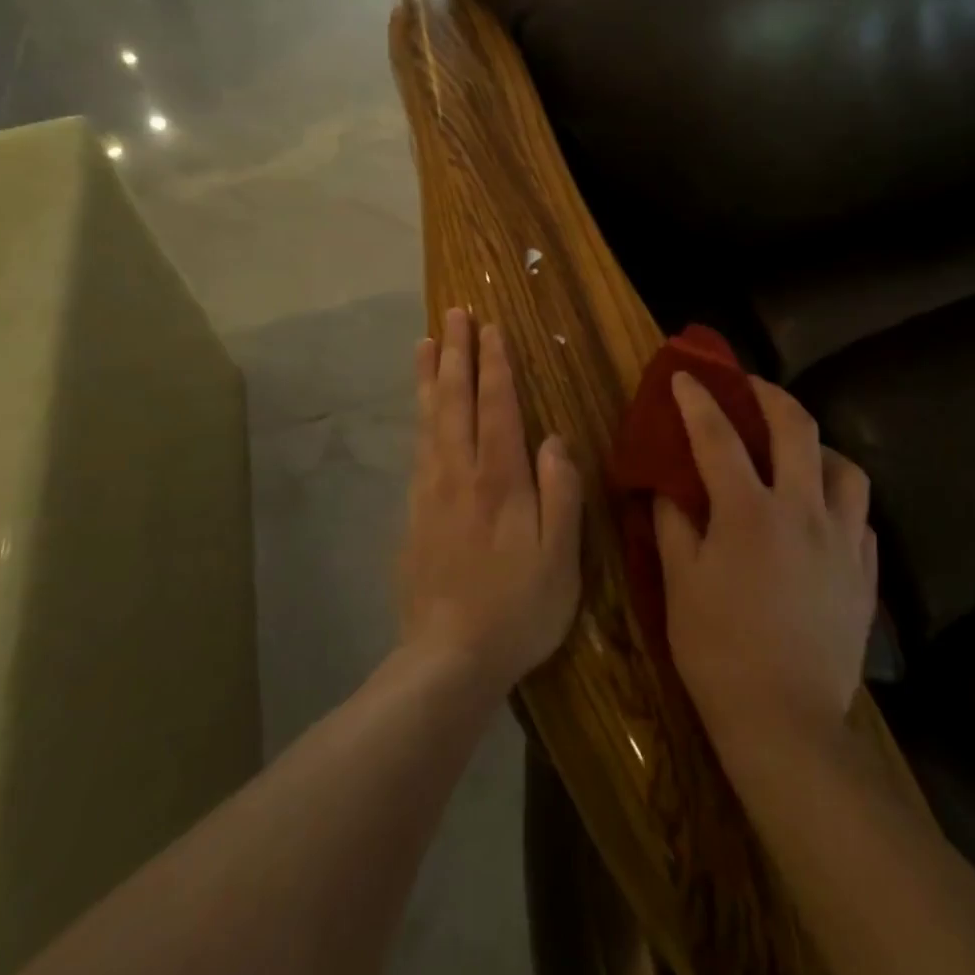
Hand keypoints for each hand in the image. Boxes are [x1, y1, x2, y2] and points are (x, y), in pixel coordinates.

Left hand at [401, 309, 583, 700]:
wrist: (448, 659)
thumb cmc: (517, 609)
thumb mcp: (560, 558)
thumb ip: (560, 493)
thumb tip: (554, 439)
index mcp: (500, 480)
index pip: (497, 407)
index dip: (495, 365)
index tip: (490, 329)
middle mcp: (460, 474)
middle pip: (455, 401)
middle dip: (455, 353)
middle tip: (452, 314)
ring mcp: (430, 492)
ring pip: (429, 419)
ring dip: (428, 376)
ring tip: (425, 342)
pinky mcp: (413, 513)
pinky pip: (417, 448)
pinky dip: (418, 417)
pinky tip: (420, 409)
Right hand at [654, 373, 876, 756]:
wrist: (786, 723)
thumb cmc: (718, 650)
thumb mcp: (680, 584)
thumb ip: (674, 525)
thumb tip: (667, 487)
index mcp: (749, 512)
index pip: (719, 437)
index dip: (698, 400)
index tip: (685, 376)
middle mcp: (804, 512)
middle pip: (797, 429)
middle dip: (770, 396)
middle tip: (750, 388)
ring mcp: (843, 542)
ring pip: (847, 469)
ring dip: (818, 448)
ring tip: (797, 455)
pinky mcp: (864, 574)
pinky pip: (860, 519)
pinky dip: (839, 503)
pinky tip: (821, 516)